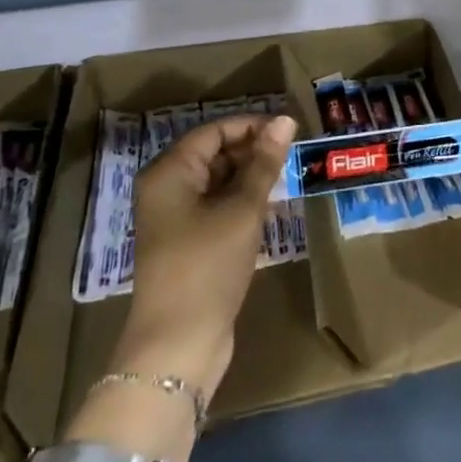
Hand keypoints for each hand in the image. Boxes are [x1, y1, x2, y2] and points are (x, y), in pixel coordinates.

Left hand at [117, 113, 295, 397]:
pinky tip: (269, 207)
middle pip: (213, 153)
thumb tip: (285, 121)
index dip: (253, 126)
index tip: (292, 131)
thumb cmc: (208, 264)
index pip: (214, 131)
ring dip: (250, 177)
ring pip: (217, 180)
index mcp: (169, 172)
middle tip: (294, 156)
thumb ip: (265, 163)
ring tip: (287, 178)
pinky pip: (216, 205)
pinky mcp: (186, 240)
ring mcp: (174, 217)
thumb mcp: (242, 209)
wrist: (179, 340)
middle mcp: (166, 188)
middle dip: (253, 151)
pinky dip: (241, 201)